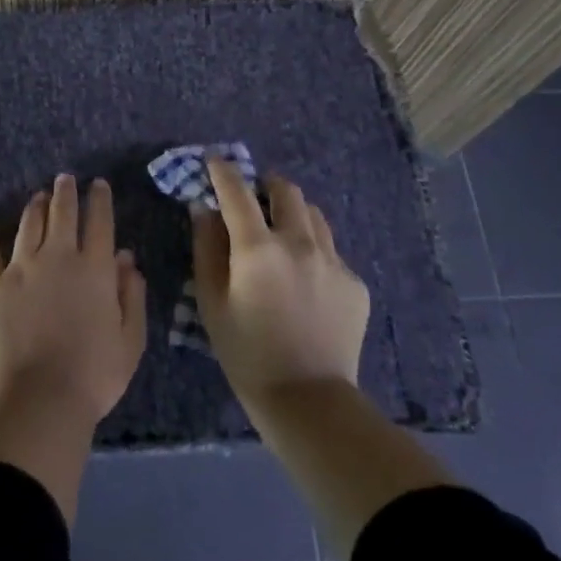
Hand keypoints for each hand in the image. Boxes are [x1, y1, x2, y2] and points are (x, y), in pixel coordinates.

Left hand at [0, 174, 147, 430]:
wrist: (41, 396)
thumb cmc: (95, 373)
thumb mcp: (131, 338)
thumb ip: (132, 294)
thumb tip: (126, 257)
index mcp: (95, 268)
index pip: (99, 221)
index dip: (99, 199)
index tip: (98, 184)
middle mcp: (57, 257)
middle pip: (62, 213)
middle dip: (65, 192)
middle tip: (65, 179)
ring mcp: (20, 268)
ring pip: (28, 225)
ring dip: (35, 207)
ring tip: (38, 196)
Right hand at [191, 160, 371, 410]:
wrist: (307, 399)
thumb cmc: (246, 352)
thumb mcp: (212, 302)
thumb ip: (207, 249)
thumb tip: (205, 210)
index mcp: (259, 249)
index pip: (237, 193)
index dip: (223, 171)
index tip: (214, 161)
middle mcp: (300, 244)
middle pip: (287, 192)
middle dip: (266, 185)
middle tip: (254, 197)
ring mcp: (334, 262)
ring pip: (315, 217)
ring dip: (293, 213)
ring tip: (281, 233)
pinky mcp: (355, 283)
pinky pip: (331, 251)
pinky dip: (312, 250)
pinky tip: (304, 279)